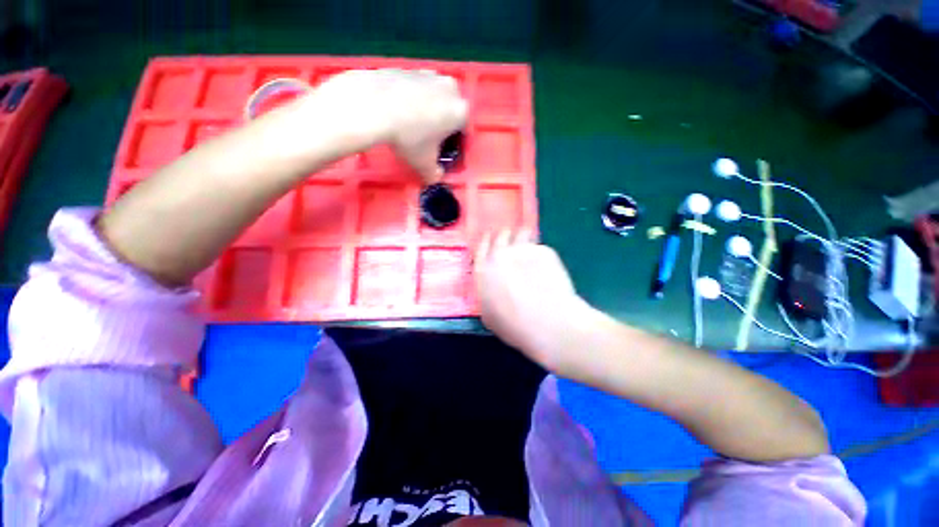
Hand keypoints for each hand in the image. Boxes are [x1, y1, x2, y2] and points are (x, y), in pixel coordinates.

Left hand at [310, 69, 467, 182]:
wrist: (373, 105)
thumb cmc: (408, 138)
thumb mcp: (424, 165)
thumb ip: (435, 175)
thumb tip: (435, 178)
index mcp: (460, 111)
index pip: (464, 132)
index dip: (453, 146)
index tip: (442, 153)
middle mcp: (450, 88)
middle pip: (450, 112)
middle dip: (441, 126)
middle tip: (426, 141)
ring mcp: (428, 74)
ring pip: (433, 99)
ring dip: (427, 112)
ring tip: (409, 126)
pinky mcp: (408, 67)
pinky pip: (415, 89)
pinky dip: (410, 100)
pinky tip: (396, 112)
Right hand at [474, 230, 591, 368]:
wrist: (550, 324)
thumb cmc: (515, 326)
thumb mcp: (489, 316)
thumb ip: (486, 295)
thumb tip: (491, 287)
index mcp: (483, 272)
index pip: (481, 249)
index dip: (486, 243)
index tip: (490, 240)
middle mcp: (501, 255)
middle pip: (501, 236)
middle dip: (505, 237)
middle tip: (512, 243)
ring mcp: (524, 250)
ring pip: (521, 234)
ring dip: (523, 239)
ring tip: (530, 250)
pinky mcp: (545, 251)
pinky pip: (539, 247)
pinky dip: (540, 253)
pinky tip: (547, 268)